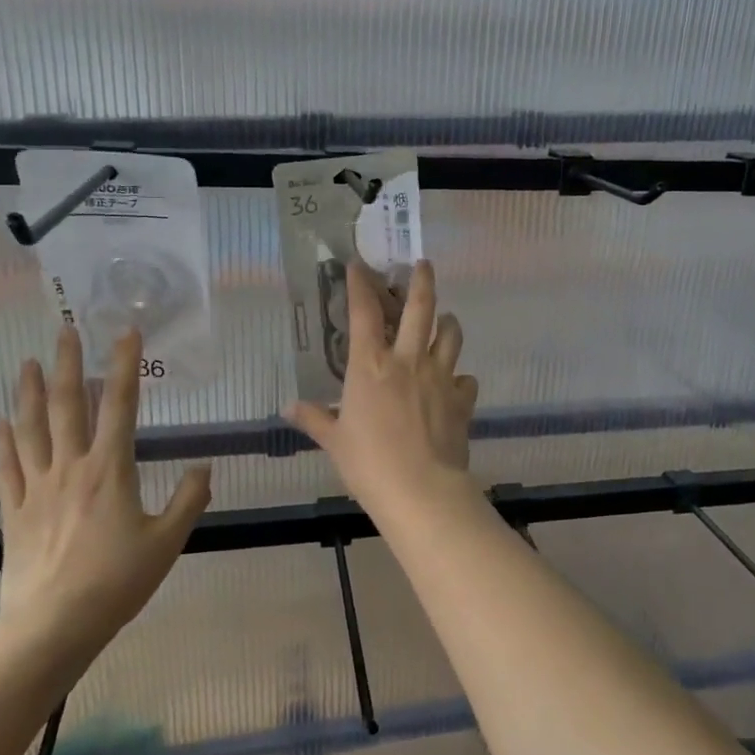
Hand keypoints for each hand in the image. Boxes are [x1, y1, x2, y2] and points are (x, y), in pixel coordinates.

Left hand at [0, 325, 210, 686]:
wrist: (52, 626)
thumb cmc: (117, 582)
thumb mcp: (167, 542)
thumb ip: (189, 500)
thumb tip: (204, 467)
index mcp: (111, 471)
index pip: (119, 406)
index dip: (123, 366)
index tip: (126, 334)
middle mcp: (71, 468)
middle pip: (67, 406)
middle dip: (67, 365)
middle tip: (66, 331)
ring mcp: (37, 488)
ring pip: (31, 429)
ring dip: (29, 392)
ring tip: (28, 362)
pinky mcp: (14, 512)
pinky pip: (6, 467)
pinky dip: (3, 441)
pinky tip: (1, 422)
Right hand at [286, 260, 477, 516]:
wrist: (421, 490)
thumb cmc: (369, 464)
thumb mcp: (335, 441)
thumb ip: (315, 419)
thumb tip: (288, 407)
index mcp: (371, 366)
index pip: (364, 313)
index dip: (361, 285)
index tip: (360, 265)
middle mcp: (408, 361)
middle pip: (421, 308)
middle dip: (423, 281)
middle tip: (423, 264)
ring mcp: (440, 377)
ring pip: (451, 335)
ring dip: (448, 322)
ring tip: (445, 319)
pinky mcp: (462, 399)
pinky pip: (466, 379)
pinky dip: (461, 378)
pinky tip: (456, 384)